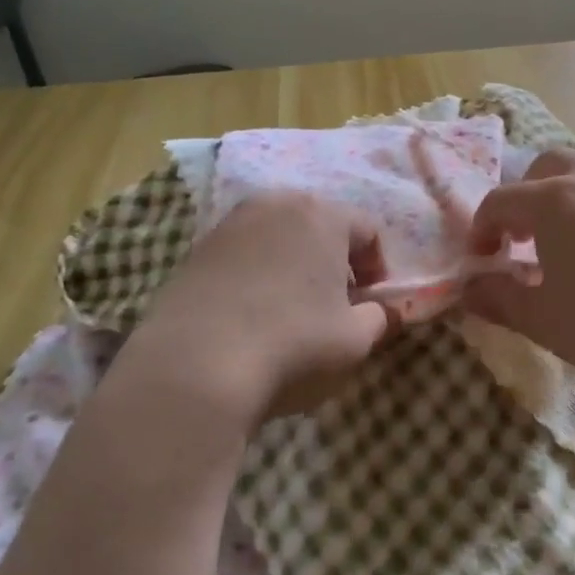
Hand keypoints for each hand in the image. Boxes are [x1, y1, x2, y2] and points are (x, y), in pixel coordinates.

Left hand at [117, 192, 392, 431]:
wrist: (193, 369)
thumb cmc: (292, 345)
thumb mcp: (355, 340)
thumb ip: (379, 318)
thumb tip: (381, 311)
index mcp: (322, 215)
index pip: (367, 230)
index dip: (378, 266)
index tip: (372, 300)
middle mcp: (276, 204)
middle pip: (320, 225)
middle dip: (334, 259)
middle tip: (336, 301)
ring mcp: (230, 224)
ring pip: (278, 236)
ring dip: (294, 264)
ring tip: (292, 308)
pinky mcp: (195, 251)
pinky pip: (243, 254)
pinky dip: (257, 274)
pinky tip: (253, 315)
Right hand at [462, 150, 574, 379]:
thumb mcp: (544, 320)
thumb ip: (498, 301)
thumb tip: (467, 290)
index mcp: (551, 201)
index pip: (499, 201)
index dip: (480, 229)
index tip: (480, 262)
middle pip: (544, 169)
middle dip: (522, 200)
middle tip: (520, 240)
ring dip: (561, 200)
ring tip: (563, 244)